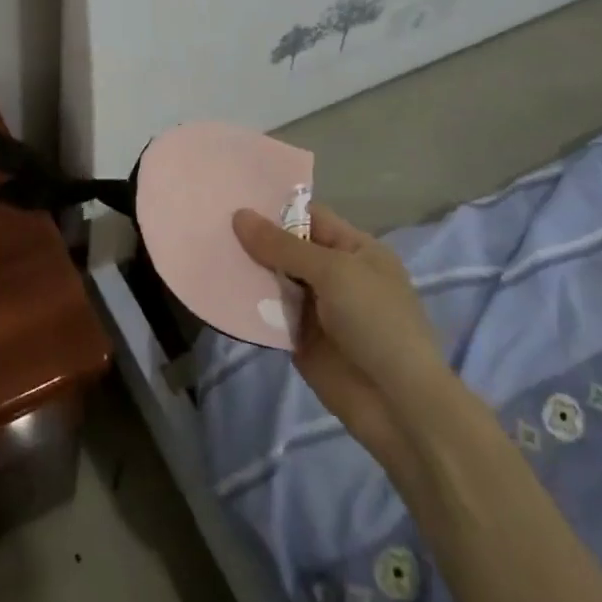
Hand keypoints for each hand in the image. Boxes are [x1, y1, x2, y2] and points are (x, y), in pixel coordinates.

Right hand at [231, 204, 450, 460]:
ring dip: (246, 271)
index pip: (309, 217)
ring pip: (274, 280)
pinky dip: (247, 304)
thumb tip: (238, 215)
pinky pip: (268, 314)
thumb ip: (283, 246)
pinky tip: (216, 290)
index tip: (231, 197)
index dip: (273, 208)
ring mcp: (317, 308)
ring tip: (204, 251)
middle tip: (207, 223)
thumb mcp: (332, 272)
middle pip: (287, 248)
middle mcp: (335, 274)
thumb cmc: (375, 322)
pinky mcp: (300, 339)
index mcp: (355, 249)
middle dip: (253, 239)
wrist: (397, 403)